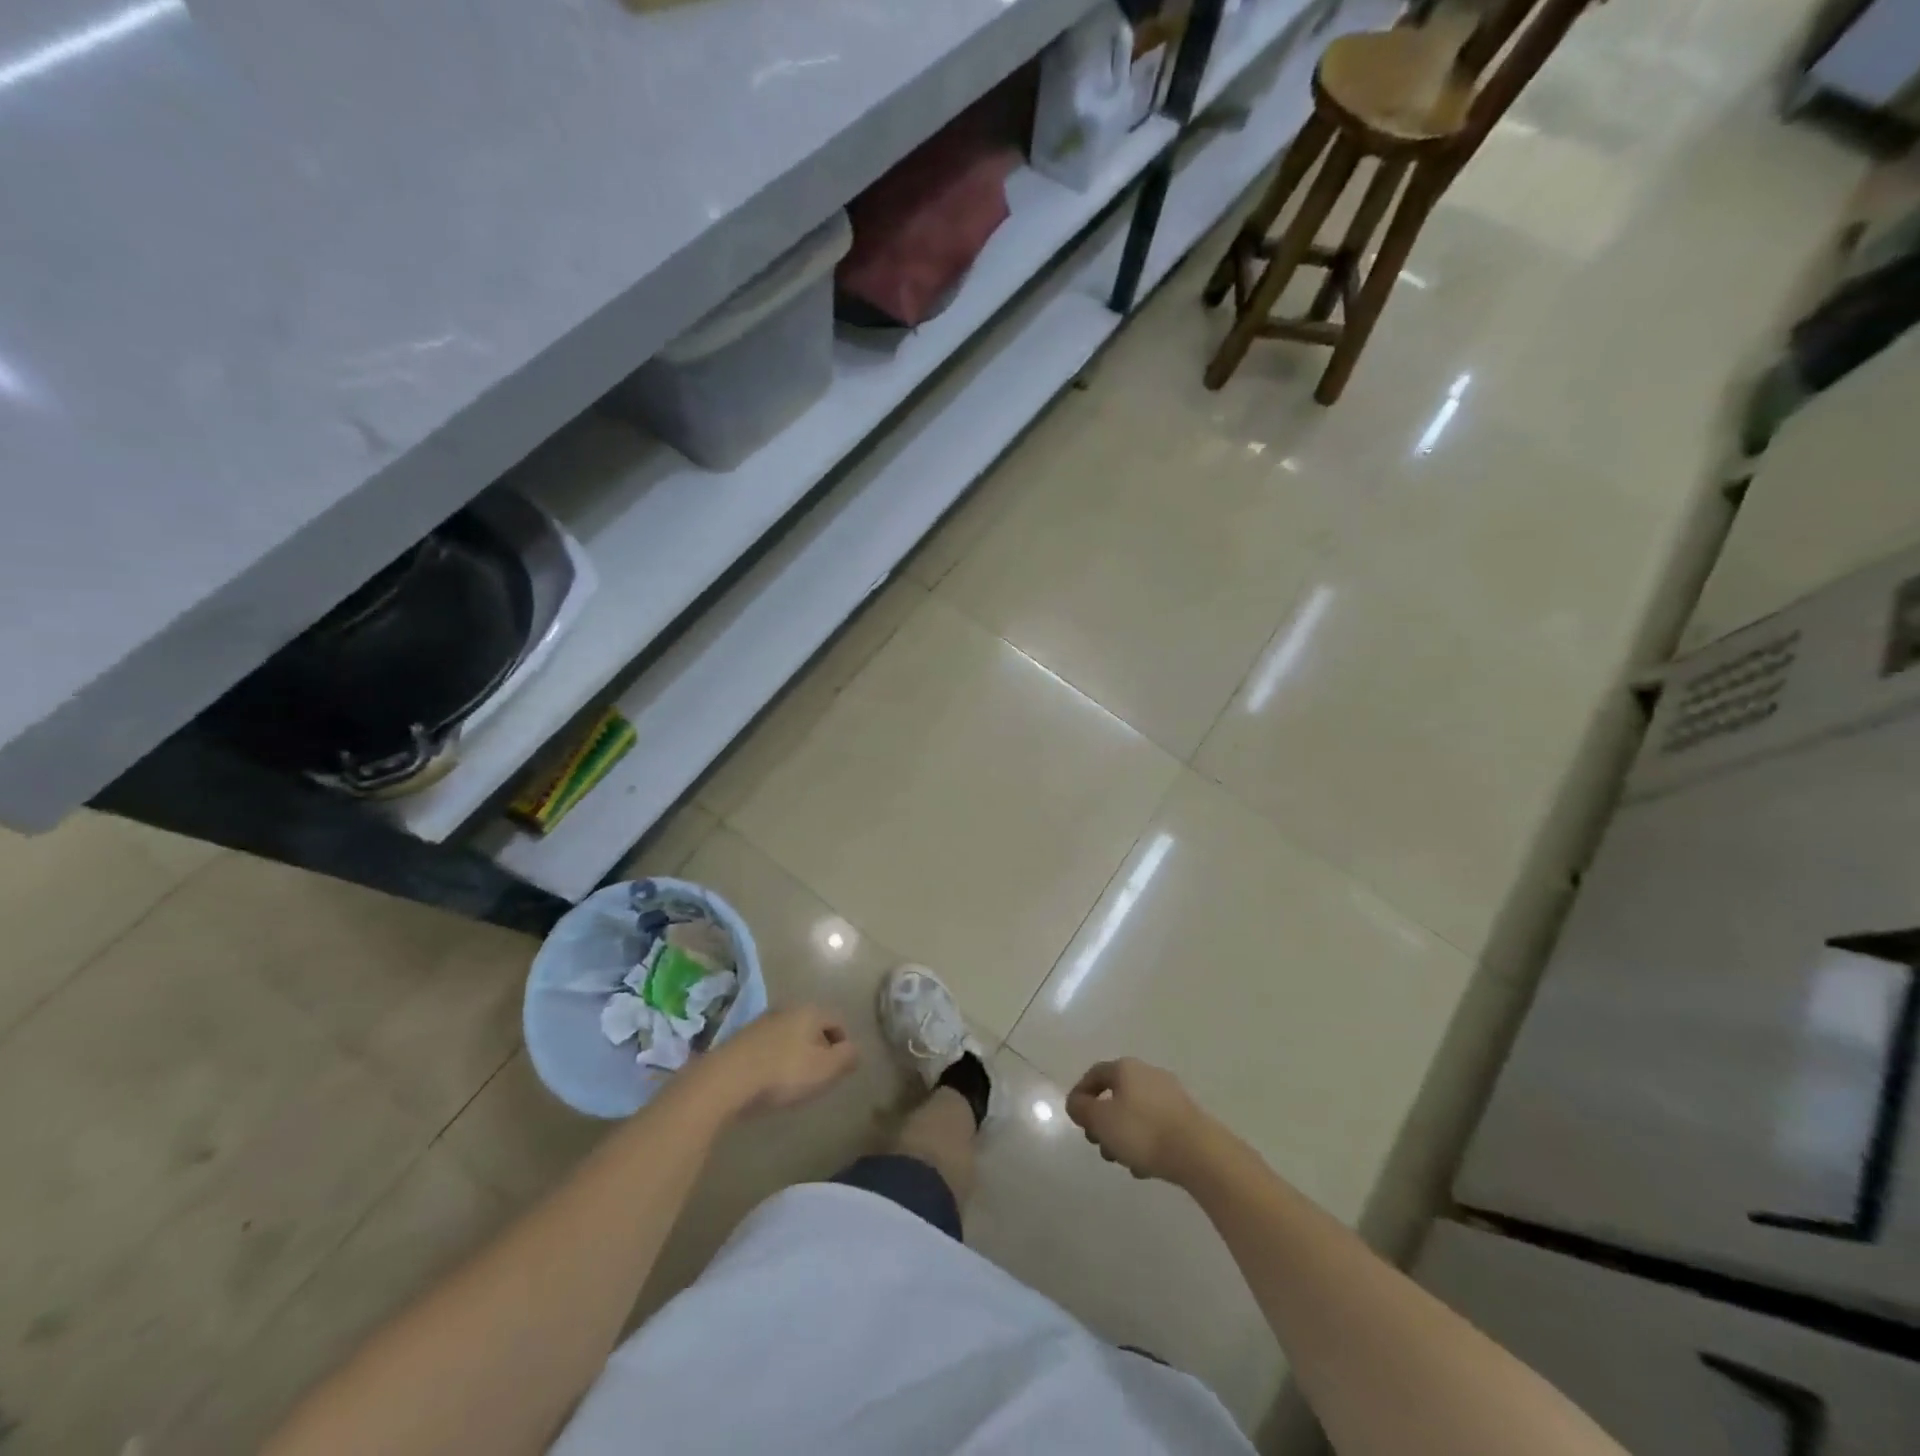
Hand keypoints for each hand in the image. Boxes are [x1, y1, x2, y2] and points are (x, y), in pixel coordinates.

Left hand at [698, 1006, 858, 1117]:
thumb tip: (856, 1050)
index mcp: (810, 1011)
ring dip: (796, 1053)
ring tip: (795, 1081)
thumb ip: (846, 1057)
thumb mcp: (825, 1069)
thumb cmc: (783, 1072)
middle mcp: (787, 1009)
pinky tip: (771, 1080)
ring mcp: (761, 1022)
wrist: (726, 1080)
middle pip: (812, 1026)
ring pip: (790, 1035)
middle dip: (820, 1048)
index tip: (841, 1068)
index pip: (837, 1021)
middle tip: (821, 1075)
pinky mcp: (741, 1039)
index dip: (844, 1044)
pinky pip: (769, 1046)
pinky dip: (776, 1059)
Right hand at [1066, 1058, 1214, 1184]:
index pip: (1095, 1074)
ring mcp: (1171, 1095)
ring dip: (1123, 1135)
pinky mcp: (1187, 1117)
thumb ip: (1081, 1109)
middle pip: (1116, 1095)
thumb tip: (1077, 1103)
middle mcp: (1148, 1074)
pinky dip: (1145, 1142)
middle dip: (1103, 1121)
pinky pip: (1156, 1126)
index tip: (1076, 1120)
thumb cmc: (1142, 1132)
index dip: (1080, 1094)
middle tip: (1098, 1145)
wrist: (1199, 1153)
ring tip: (1123, 1162)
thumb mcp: (1101, 1120)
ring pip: (1136, 1113)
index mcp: (1126, 1068)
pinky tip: (1145, 1167)